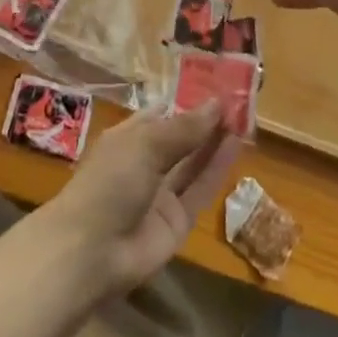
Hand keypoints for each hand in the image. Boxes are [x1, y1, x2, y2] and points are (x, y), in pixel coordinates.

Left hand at [46, 104, 240, 295]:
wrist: (92, 252)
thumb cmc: (110, 181)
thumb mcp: (145, 145)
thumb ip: (184, 128)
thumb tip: (217, 103)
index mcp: (129, 137)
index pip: (162, 113)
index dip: (188, 100)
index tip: (217, 84)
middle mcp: (146, 162)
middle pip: (181, 137)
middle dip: (206, 120)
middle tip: (240, 99)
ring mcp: (162, 193)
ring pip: (194, 162)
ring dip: (216, 141)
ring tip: (245, 116)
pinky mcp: (178, 220)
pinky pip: (200, 189)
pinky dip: (218, 168)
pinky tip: (237, 144)